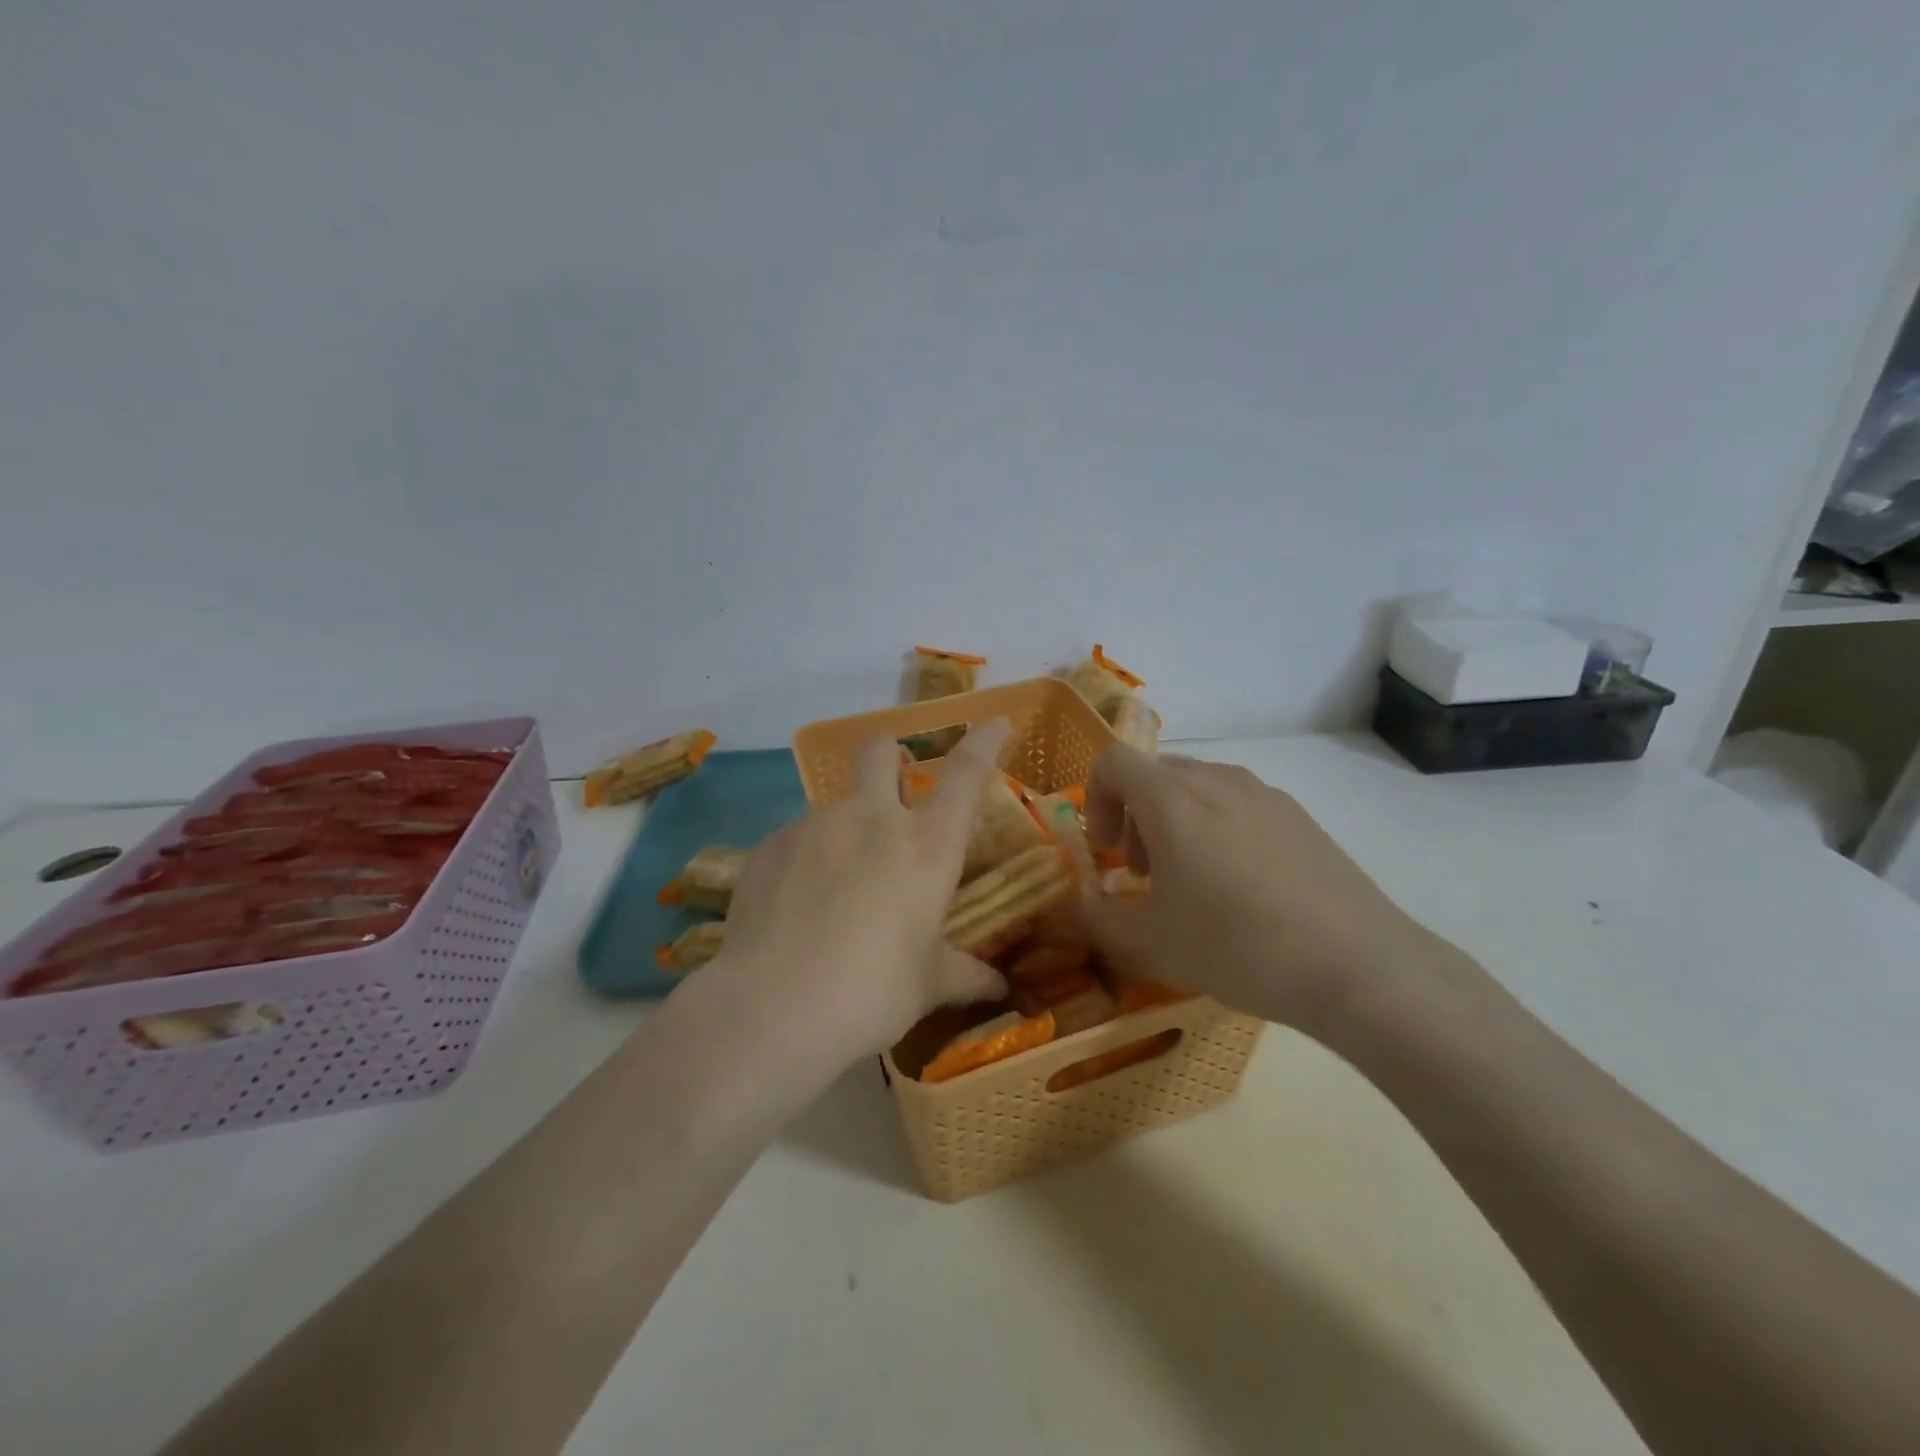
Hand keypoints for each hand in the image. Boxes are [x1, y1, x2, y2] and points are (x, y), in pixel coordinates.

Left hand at [698, 721, 1011, 1068]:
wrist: (773, 1010)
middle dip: (889, 755)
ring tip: (837, 890)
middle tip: (892, 788)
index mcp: (925, 844)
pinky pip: (796, 842)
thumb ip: (964, 975)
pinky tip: (797, 909)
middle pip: (879, 751)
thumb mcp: (927, 985)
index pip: (966, 773)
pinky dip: (806, 862)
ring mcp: (814, 826)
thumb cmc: (873, 992)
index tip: (995, 722)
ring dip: (846, 830)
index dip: (984, 741)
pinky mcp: (768, 847)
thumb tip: (998, 986)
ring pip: (835, 806)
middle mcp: (871, 818)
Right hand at [1081, 745, 1454, 1032]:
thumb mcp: (1153, 942)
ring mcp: (1264, 793)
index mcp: (1172, 799)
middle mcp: (1216, 779)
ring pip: (1197, 787)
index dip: (1095, 800)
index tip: (1106, 853)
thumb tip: (1080, 901)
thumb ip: (1099, 916)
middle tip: (1143, 874)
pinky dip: (1217, 829)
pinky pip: (1238, 804)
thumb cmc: (1238, 946)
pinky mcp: (1299, 815)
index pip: (1112, 761)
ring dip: (1174, 822)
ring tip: (1192, 883)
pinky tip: (1243, 889)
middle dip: (1133, 817)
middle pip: (1154, 774)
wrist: (1358, 967)